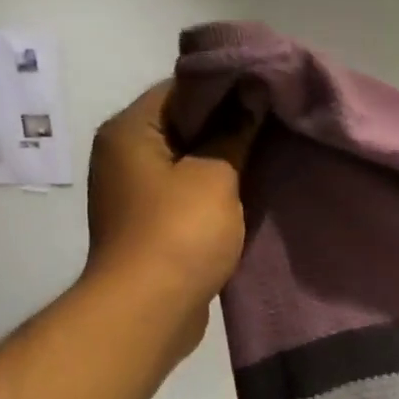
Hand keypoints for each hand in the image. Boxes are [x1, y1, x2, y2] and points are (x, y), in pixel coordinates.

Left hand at [84, 82, 257, 359]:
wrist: (150, 310)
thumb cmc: (180, 234)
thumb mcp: (215, 177)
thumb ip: (235, 133)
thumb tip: (252, 94)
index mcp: (130, 131)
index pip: (180, 88)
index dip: (225, 87)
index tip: (266, 92)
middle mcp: (124, 156)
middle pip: (183, 125)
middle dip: (228, 126)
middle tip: (274, 125)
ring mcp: (135, 194)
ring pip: (188, 163)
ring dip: (224, 163)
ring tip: (268, 157)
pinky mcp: (151, 227)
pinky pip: (187, 196)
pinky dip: (214, 194)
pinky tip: (249, 195)